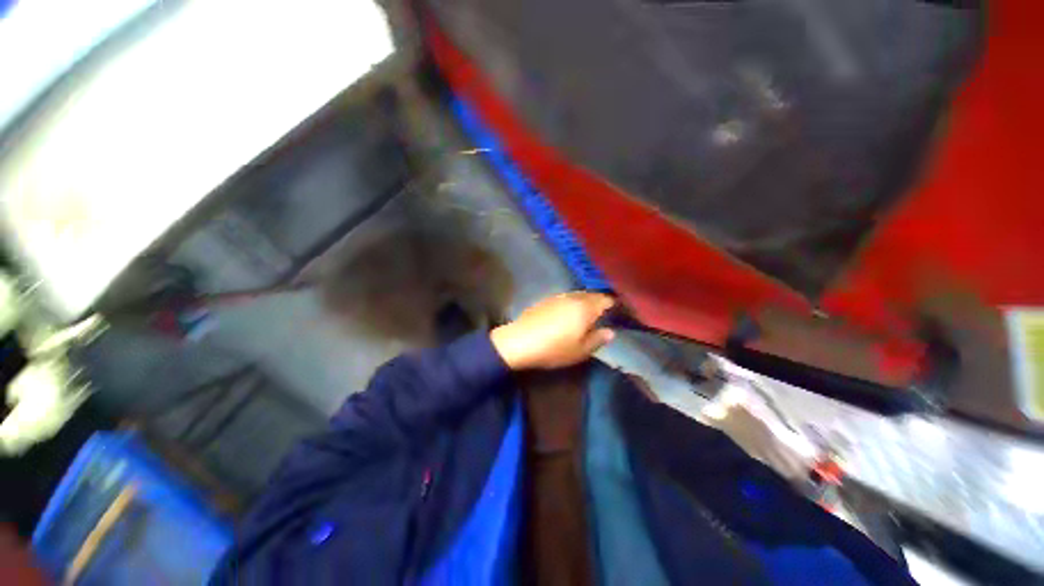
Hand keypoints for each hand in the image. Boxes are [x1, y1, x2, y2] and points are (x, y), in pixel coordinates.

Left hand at [490, 292, 615, 369]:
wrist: (519, 341)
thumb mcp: (580, 351)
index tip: (618, 312)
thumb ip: (598, 340)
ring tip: (587, 313)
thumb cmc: (553, 348)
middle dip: (600, 301)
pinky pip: (566, 297)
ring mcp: (558, 296)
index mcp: (585, 308)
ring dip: (585, 301)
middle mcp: (573, 297)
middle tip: (604, 313)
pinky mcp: (546, 299)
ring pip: (578, 294)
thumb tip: (610, 332)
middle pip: (592, 295)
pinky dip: (572, 302)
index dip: (613, 305)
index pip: (606, 300)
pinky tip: (568, 312)